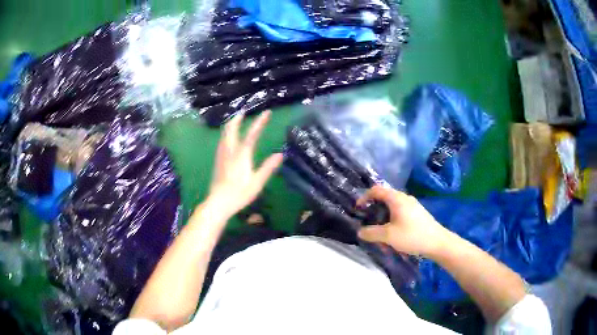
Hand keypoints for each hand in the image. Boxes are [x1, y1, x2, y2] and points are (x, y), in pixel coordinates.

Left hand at [203, 111, 282, 220]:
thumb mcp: (257, 183)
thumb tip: (280, 154)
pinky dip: (226, 133)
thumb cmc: (239, 194)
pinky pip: (222, 141)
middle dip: (237, 119)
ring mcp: (222, 155)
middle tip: (244, 112)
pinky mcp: (218, 161)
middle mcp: (230, 151)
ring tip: (236, 120)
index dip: (260, 122)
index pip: (252, 134)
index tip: (267, 112)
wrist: (218, 203)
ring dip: (231, 125)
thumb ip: (268, 168)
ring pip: (224, 134)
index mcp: (241, 155)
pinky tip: (228, 138)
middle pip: (231, 129)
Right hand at [356, 185, 451, 256]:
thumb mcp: (388, 236)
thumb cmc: (412, 236)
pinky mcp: (417, 213)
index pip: (376, 190)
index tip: (358, 209)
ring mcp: (412, 205)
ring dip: (383, 215)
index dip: (364, 197)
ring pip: (392, 205)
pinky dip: (391, 218)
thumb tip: (359, 231)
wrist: (437, 242)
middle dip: (373, 208)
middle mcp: (404, 198)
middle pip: (384, 197)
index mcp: (396, 199)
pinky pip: (400, 211)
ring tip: (379, 229)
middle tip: (367, 220)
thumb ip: (371, 233)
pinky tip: (393, 232)